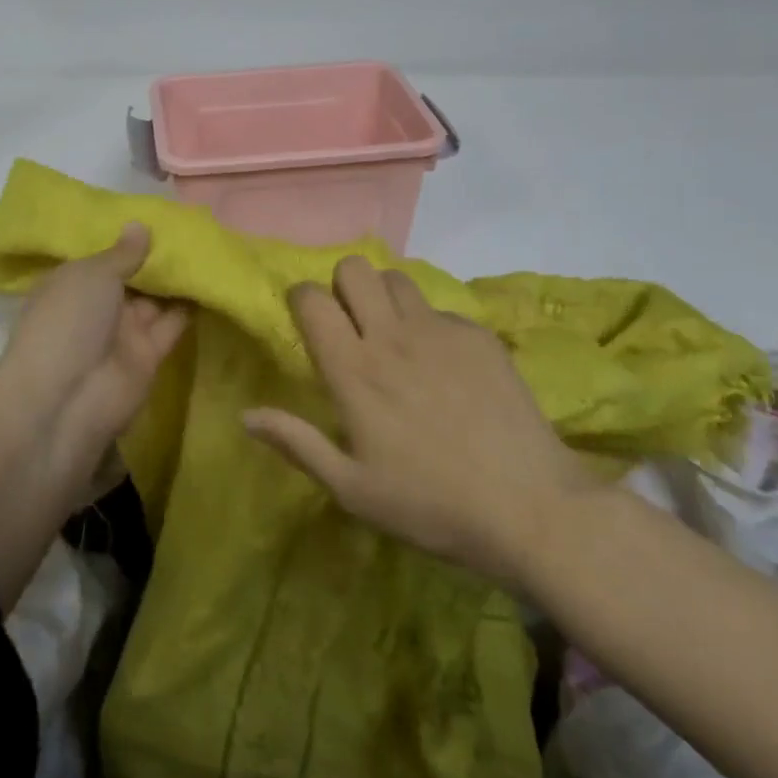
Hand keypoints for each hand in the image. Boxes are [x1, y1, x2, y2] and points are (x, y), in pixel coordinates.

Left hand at [0, 222, 188, 476]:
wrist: (67, 399)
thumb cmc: (68, 322)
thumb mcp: (91, 276)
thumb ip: (122, 253)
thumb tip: (139, 225)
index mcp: (73, 282)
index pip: (104, 257)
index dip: (129, 240)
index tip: (161, 217)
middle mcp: (98, 306)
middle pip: (134, 277)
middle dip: (159, 257)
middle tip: (195, 229)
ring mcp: (123, 332)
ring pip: (156, 300)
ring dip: (178, 280)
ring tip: (211, 250)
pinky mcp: (149, 356)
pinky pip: (172, 326)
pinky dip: (191, 308)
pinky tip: (215, 282)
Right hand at [244, 255, 600, 585]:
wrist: (531, 509)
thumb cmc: (430, 506)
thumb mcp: (352, 489)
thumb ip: (297, 443)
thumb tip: (246, 414)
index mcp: (353, 370)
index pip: (310, 298)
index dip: (301, 300)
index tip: (307, 322)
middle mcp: (391, 336)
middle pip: (353, 268)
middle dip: (342, 286)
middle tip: (351, 324)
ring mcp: (439, 331)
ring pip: (397, 278)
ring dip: (385, 298)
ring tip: (395, 336)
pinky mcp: (479, 335)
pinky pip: (440, 308)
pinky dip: (430, 325)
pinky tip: (445, 367)